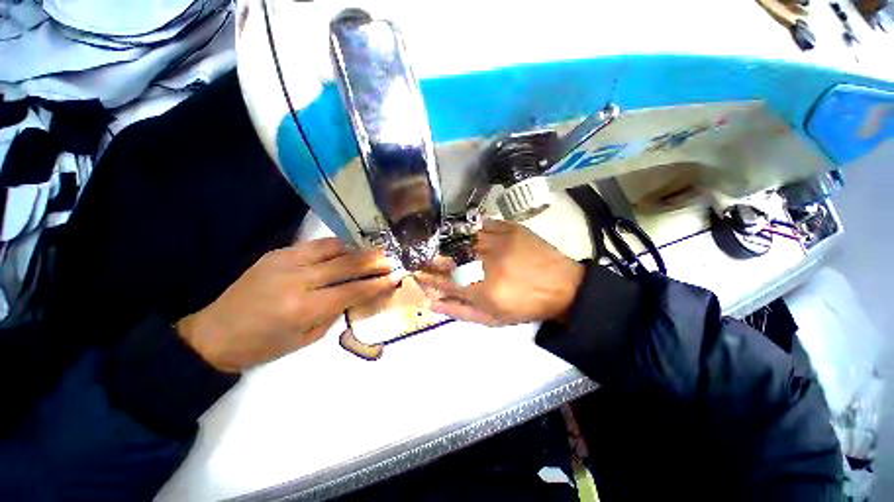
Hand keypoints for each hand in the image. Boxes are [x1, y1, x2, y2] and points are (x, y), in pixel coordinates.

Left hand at [177, 238, 403, 371]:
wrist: (215, 333)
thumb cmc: (264, 345)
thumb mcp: (306, 338)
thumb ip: (335, 312)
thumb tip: (357, 294)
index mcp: (303, 308)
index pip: (352, 290)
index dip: (377, 283)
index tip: (395, 276)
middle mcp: (297, 279)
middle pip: (346, 263)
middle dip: (373, 261)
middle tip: (390, 259)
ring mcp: (285, 261)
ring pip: (332, 247)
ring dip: (357, 248)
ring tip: (373, 250)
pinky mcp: (278, 253)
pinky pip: (315, 245)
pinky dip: (337, 246)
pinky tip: (347, 249)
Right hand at [416, 219, 583, 325]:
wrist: (562, 286)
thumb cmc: (525, 307)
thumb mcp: (492, 319)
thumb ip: (459, 311)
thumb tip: (431, 302)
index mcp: (481, 289)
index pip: (442, 279)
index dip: (425, 275)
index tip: (415, 272)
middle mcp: (486, 262)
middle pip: (447, 256)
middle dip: (429, 256)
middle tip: (420, 255)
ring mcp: (498, 241)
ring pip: (461, 237)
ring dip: (445, 241)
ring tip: (436, 242)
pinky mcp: (510, 228)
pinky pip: (481, 224)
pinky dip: (467, 228)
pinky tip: (461, 232)